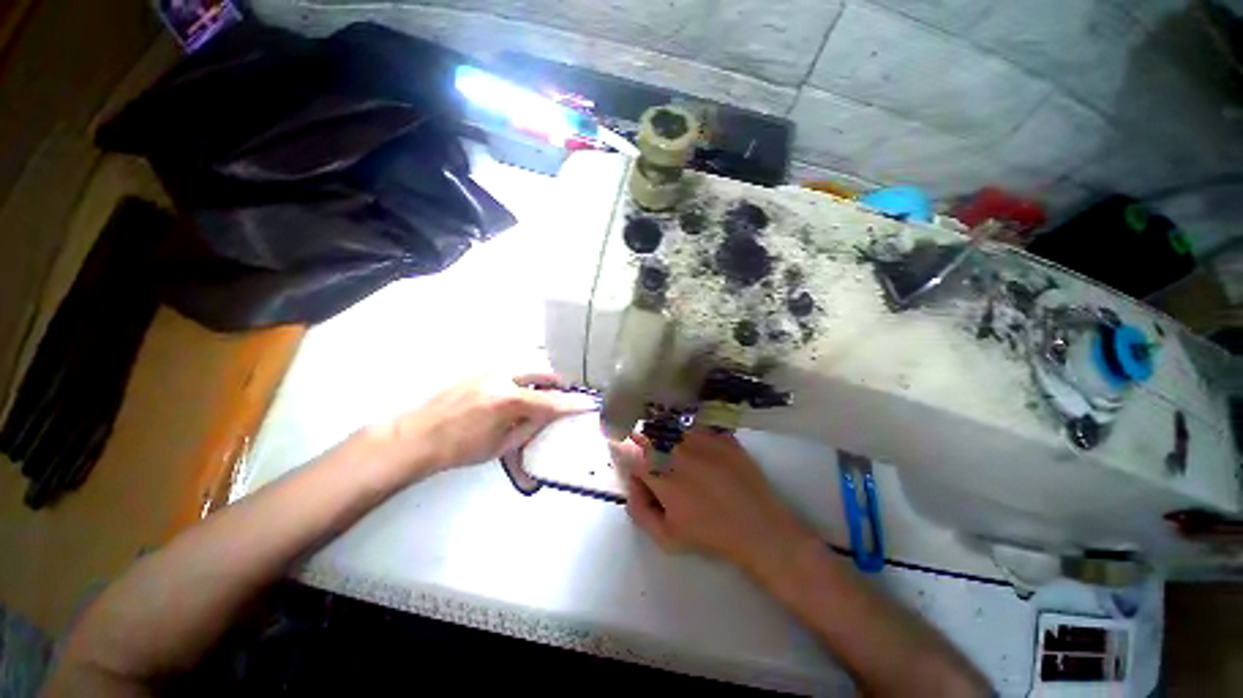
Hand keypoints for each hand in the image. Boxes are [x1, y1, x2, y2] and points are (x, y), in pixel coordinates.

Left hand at [369, 372, 597, 479]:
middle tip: (567, 395)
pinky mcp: (482, 368)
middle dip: (559, 383)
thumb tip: (550, 415)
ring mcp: (491, 369)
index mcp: (509, 401)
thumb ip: (530, 426)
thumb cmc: (460, 448)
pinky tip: (524, 390)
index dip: (573, 404)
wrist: (417, 435)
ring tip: (547, 393)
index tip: (590, 403)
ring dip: (543, 379)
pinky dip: (527, 377)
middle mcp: (503, 377)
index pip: (551, 401)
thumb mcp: (501, 445)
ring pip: (529, 367)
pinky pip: (514, 368)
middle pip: (543, 373)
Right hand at [610, 430, 815, 580]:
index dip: (617, 448)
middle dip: (639, 440)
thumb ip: (638, 507)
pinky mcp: (719, 432)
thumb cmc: (709, 534)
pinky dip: (686, 430)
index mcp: (657, 469)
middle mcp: (675, 444)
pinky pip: (693, 423)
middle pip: (644, 429)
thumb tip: (633, 480)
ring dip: (662, 433)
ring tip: (673, 451)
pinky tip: (696, 447)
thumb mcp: (665, 536)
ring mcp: (699, 434)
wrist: (759, 526)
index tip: (620, 452)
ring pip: (667, 422)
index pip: (623, 446)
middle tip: (649, 456)